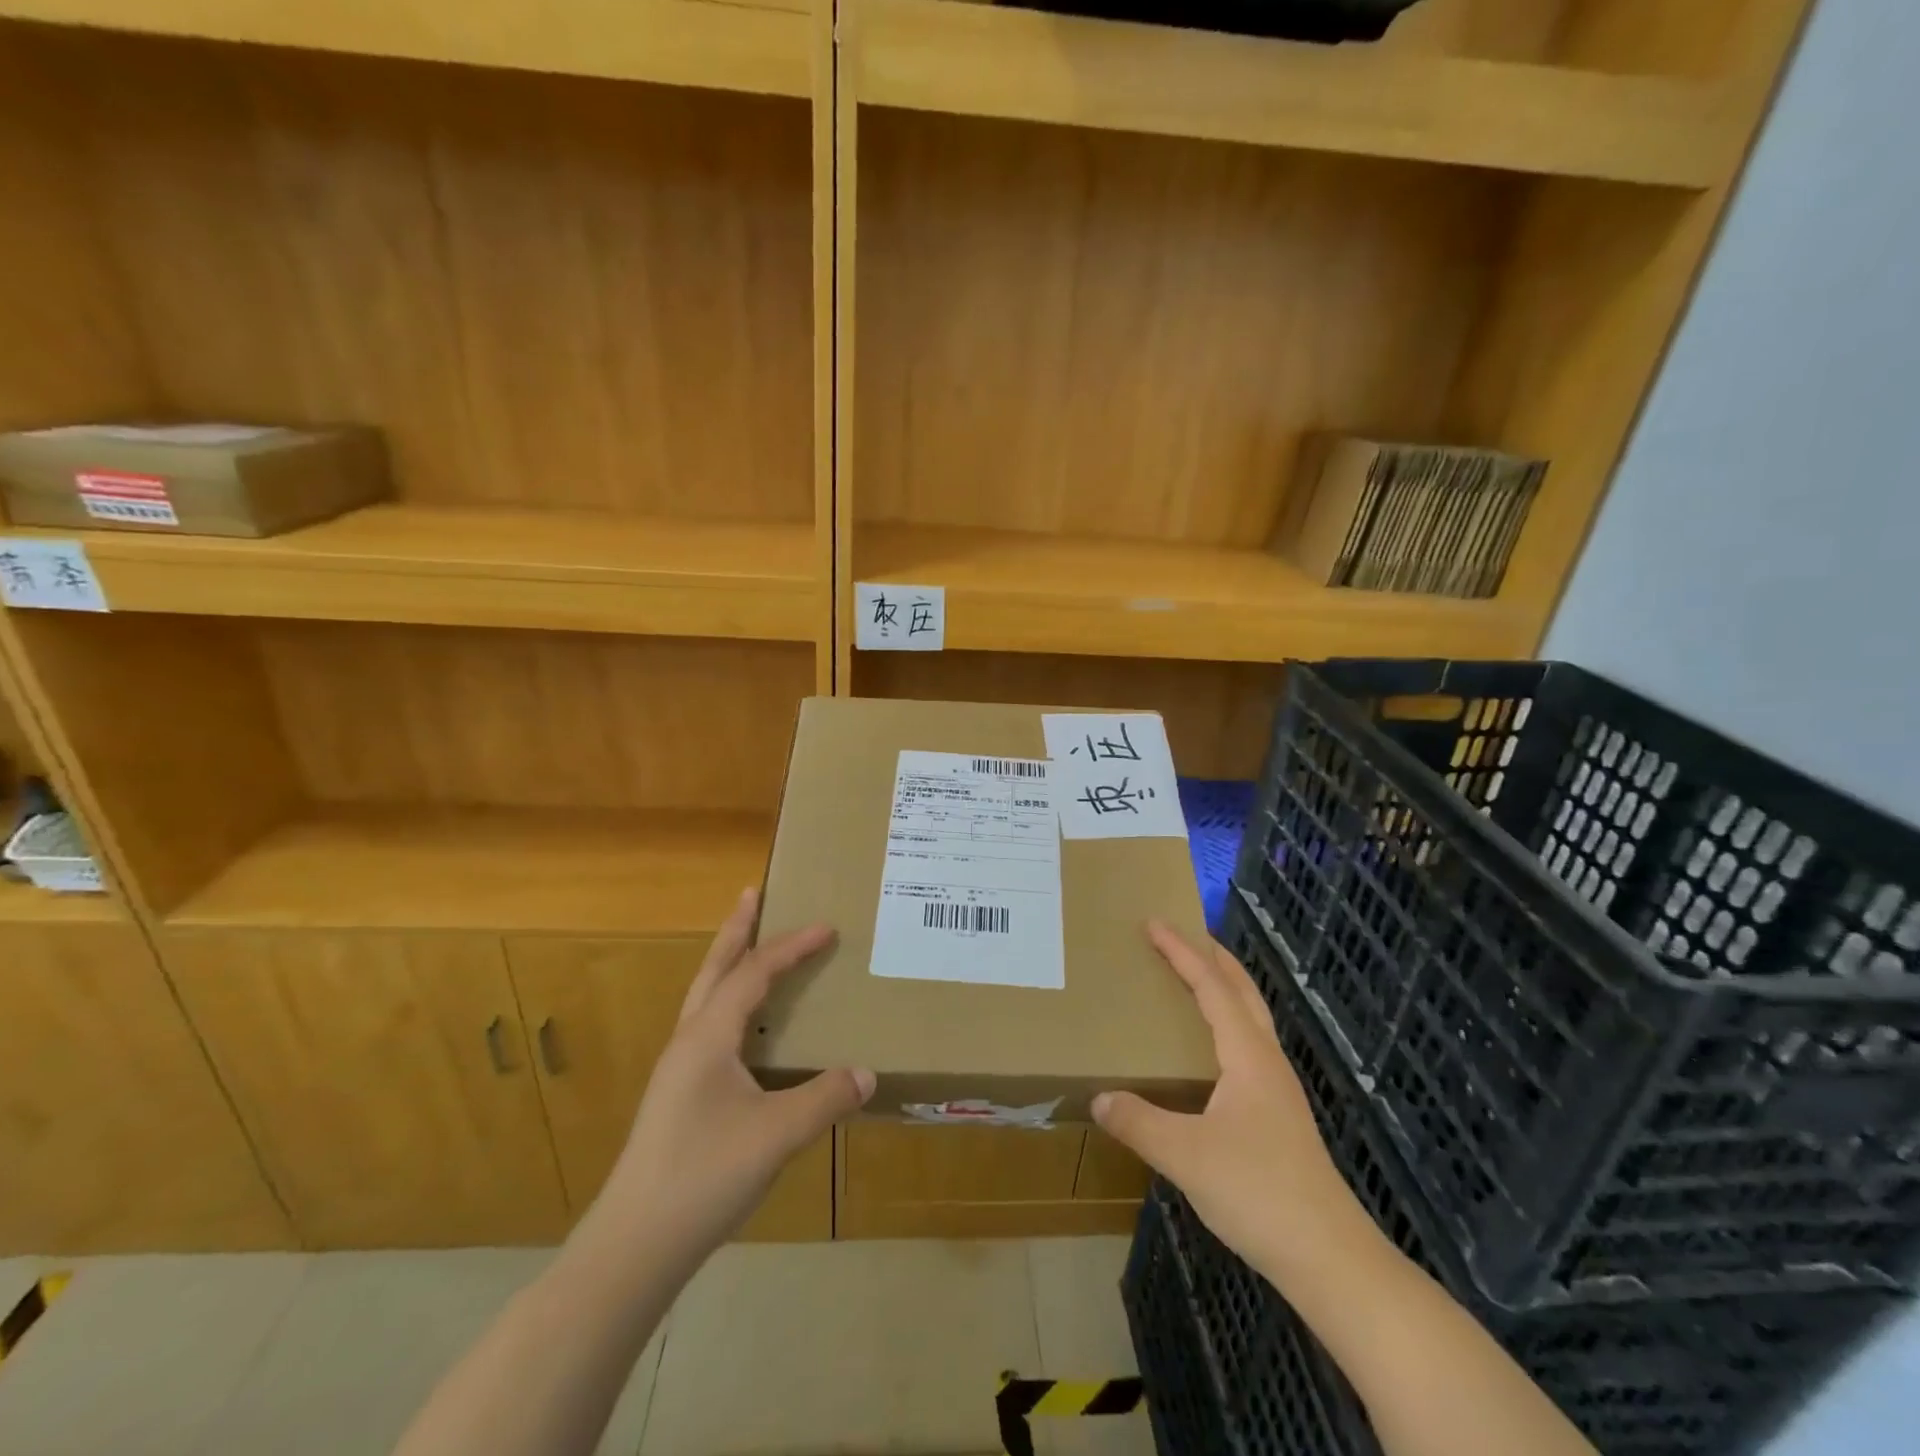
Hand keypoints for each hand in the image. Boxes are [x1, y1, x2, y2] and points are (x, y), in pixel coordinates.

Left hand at [593, 888, 873, 1262]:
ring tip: (749, 946)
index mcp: (709, 1036)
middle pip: (715, 969)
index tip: (827, 927)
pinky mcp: (678, 1095)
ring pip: (706, 997)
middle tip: (752, 894)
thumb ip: (825, 1098)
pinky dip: (728, 1002)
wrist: (633, 1246)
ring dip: (728, 963)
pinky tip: (744, 1027)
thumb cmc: (703, 1176)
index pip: (755, 973)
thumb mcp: (776, 1135)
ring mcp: (678, 1069)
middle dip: (736, 930)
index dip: (792, 946)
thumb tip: (868, 1073)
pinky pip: (708, 1026)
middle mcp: (689, 1041)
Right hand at [1094, 921, 1369, 1279]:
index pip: (1211, 987)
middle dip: (1212, 957)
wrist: (1330, 1258)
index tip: (1154, 923)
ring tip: (1191, 980)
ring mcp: (1277, 1089)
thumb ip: (1138, 1122)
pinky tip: (1207, 1052)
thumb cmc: (1258, 1192)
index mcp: (1248, 1055)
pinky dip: (1225, 1024)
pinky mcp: (1278, 1116)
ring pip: (1250, 1019)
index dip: (1182, 952)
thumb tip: (1098, 1097)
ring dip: (1223, 989)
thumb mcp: (1186, 1155)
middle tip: (1181, 935)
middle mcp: (1267, 1061)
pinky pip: (1247, 1047)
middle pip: (1242, 991)